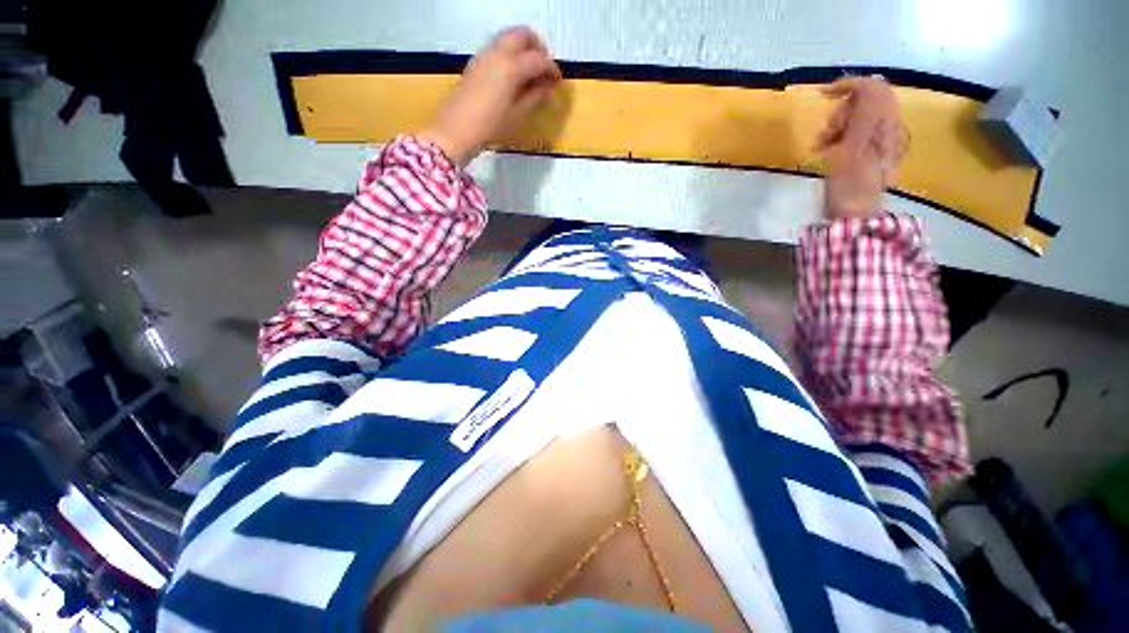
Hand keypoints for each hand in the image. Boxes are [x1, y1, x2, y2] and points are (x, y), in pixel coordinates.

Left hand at [420, 27, 561, 166]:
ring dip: (523, 49)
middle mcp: (498, 53)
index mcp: (512, 67)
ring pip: (509, 38)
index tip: (558, 81)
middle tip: (544, 69)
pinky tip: (513, 77)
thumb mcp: (517, 115)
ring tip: (530, 74)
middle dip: (537, 47)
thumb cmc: (490, 127)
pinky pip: (498, 48)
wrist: (455, 131)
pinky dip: (510, 54)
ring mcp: (484, 55)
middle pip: (523, 35)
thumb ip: (535, 97)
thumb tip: (548, 87)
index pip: (539, 59)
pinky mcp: (475, 63)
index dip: (552, 69)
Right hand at [815, 76, 908, 219]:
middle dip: (839, 113)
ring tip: (822, 147)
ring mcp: (879, 140)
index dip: (849, 85)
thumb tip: (863, 85)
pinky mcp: (869, 152)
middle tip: (825, 135)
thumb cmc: (850, 184)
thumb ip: (862, 113)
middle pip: (862, 102)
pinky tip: (827, 152)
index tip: (824, 95)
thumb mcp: (853, 146)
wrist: (854, 214)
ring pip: (854, 118)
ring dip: (834, 128)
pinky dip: (836, 139)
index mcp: (886, 123)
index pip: (873, 88)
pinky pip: (851, 133)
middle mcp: (887, 126)